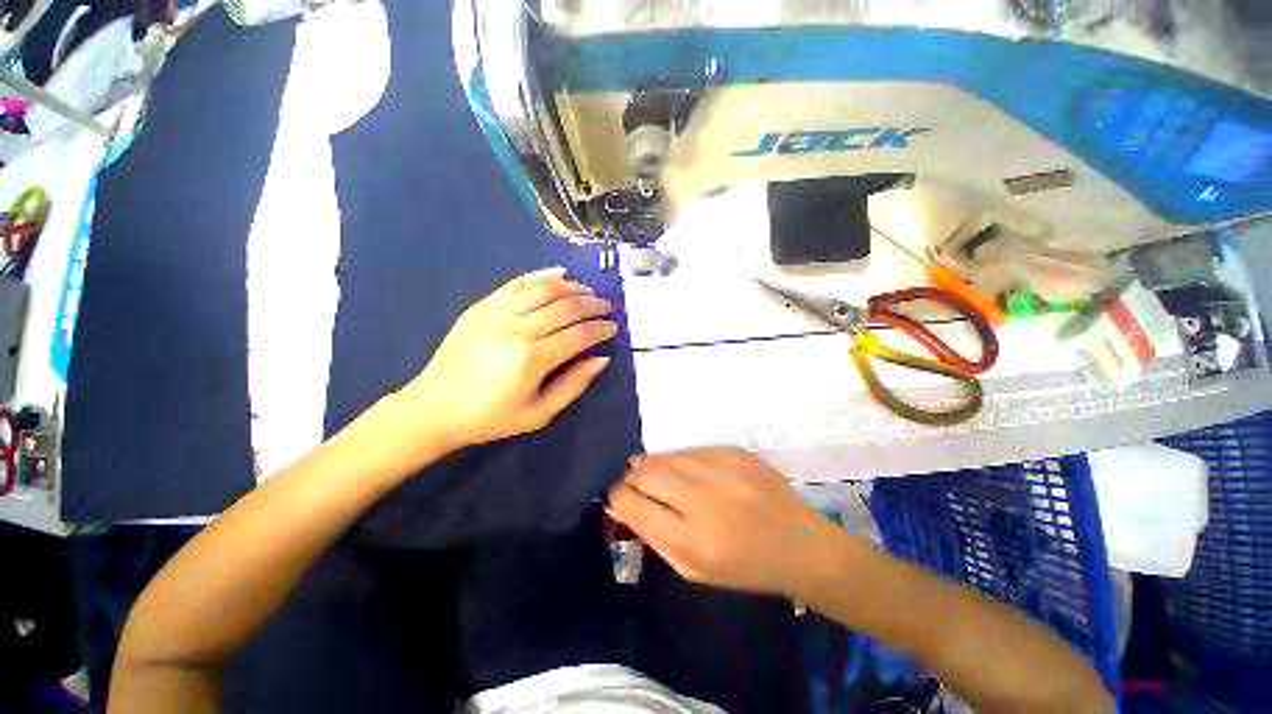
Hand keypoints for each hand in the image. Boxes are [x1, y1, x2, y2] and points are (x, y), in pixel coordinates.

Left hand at [391, 267, 617, 455]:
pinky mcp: (481, 306)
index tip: (614, 327)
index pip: (578, 335)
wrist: (433, 408)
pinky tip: (559, 274)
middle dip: (592, 305)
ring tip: (588, 291)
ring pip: (543, 289)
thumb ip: (574, 385)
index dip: (600, 329)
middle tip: (607, 306)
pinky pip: (517, 283)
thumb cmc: (490, 418)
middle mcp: (515, 330)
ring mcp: (495, 313)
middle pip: (564, 307)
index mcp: (531, 360)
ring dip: (571, 287)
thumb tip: (601, 359)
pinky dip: (541, 275)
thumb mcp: (539, 414)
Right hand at [608, 448, 843, 596]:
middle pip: (647, 472)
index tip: (615, 497)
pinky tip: (687, 472)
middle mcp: (705, 497)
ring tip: (654, 475)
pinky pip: (690, 450)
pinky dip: (679, 460)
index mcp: (694, 538)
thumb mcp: (694, 570)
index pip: (636, 505)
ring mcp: (722, 468)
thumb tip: (624, 506)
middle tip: (631, 483)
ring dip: (653, 465)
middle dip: (631, 477)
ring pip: (667, 455)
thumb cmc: (744, 567)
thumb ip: (654, 537)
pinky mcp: (734, 451)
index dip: (618, 498)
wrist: (799, 543)